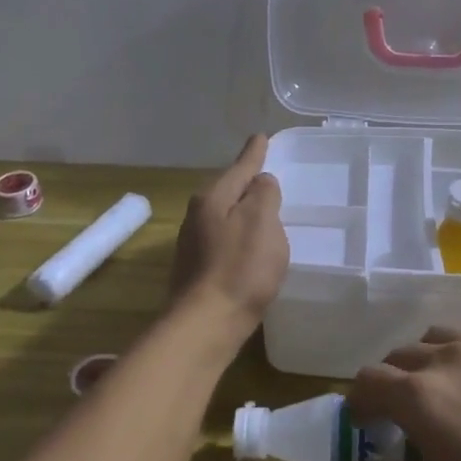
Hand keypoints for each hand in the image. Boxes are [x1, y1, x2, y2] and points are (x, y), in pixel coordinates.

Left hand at [169, 135, 288, 322]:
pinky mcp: (197, 271)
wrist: (207, 324)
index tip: (261, 137)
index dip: (254, 153)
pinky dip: (239, 238)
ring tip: (263, 212)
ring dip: (242, 213)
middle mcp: (197, 216)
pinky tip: (250, 249)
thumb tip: (260, 183)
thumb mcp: (262, 221)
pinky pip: (224, 241)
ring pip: (224, 217)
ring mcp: (193, 245)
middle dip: (247, 184)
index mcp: (213, 198)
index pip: (240, 167)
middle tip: (267, 176)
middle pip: (228, 191)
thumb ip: (264, 194)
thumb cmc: (240, 267)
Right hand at [347, 329, 460, 460]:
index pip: (369, 381)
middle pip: (401, 355)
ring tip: (439, 393)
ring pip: (438, 339)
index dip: (357, 400)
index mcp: (422, 399)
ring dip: (425, 363)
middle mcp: (449, 361)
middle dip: (390, 382)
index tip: (360, 420)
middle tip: (398, 415)